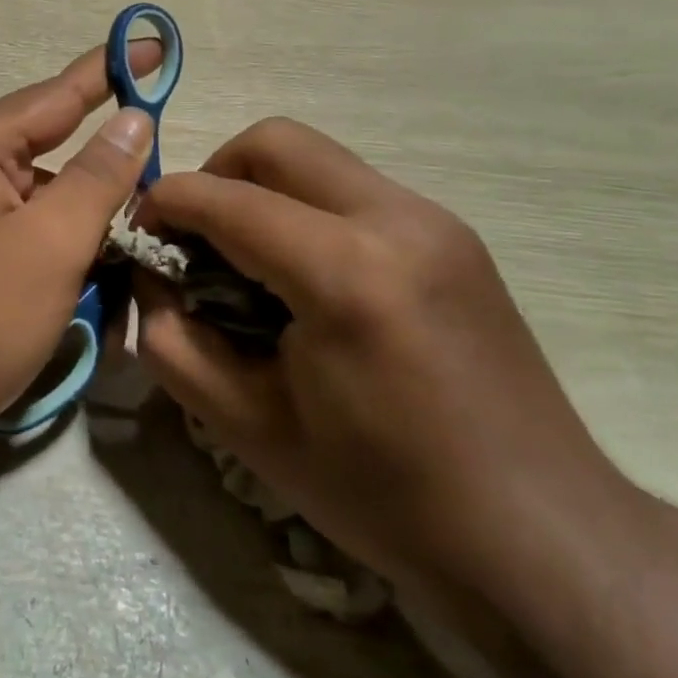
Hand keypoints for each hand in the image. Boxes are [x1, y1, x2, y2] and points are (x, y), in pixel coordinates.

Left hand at [0, 44, 155, 476]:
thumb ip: (99, 175)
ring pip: (40, 199)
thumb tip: (134, 117)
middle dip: (105, 172)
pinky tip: (84, 284)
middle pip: (51, 150)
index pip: (58, 93)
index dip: (112, 70)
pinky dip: (56, 251)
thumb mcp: (52, 243)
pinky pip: (20, 233)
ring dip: (83, 224)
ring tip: (126, 255)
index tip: (158, 44)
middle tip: (157, 192)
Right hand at [135, 118, 636, 602]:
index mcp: (345, 273)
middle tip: (194, 239)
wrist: (539, 535)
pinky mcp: (453, 234)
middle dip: (213, 176)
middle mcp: (397, 220)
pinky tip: (303, 278)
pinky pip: (352, 189)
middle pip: (274, 142)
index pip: (223, 199)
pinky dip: (304, 209)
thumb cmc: (383, 493)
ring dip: (260, 191)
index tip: (139, 237)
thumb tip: (150, 276)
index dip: (163, 205)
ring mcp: (435, 220)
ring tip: (245, 261)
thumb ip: (171, 339)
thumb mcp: (245, 427)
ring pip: (316, 158)